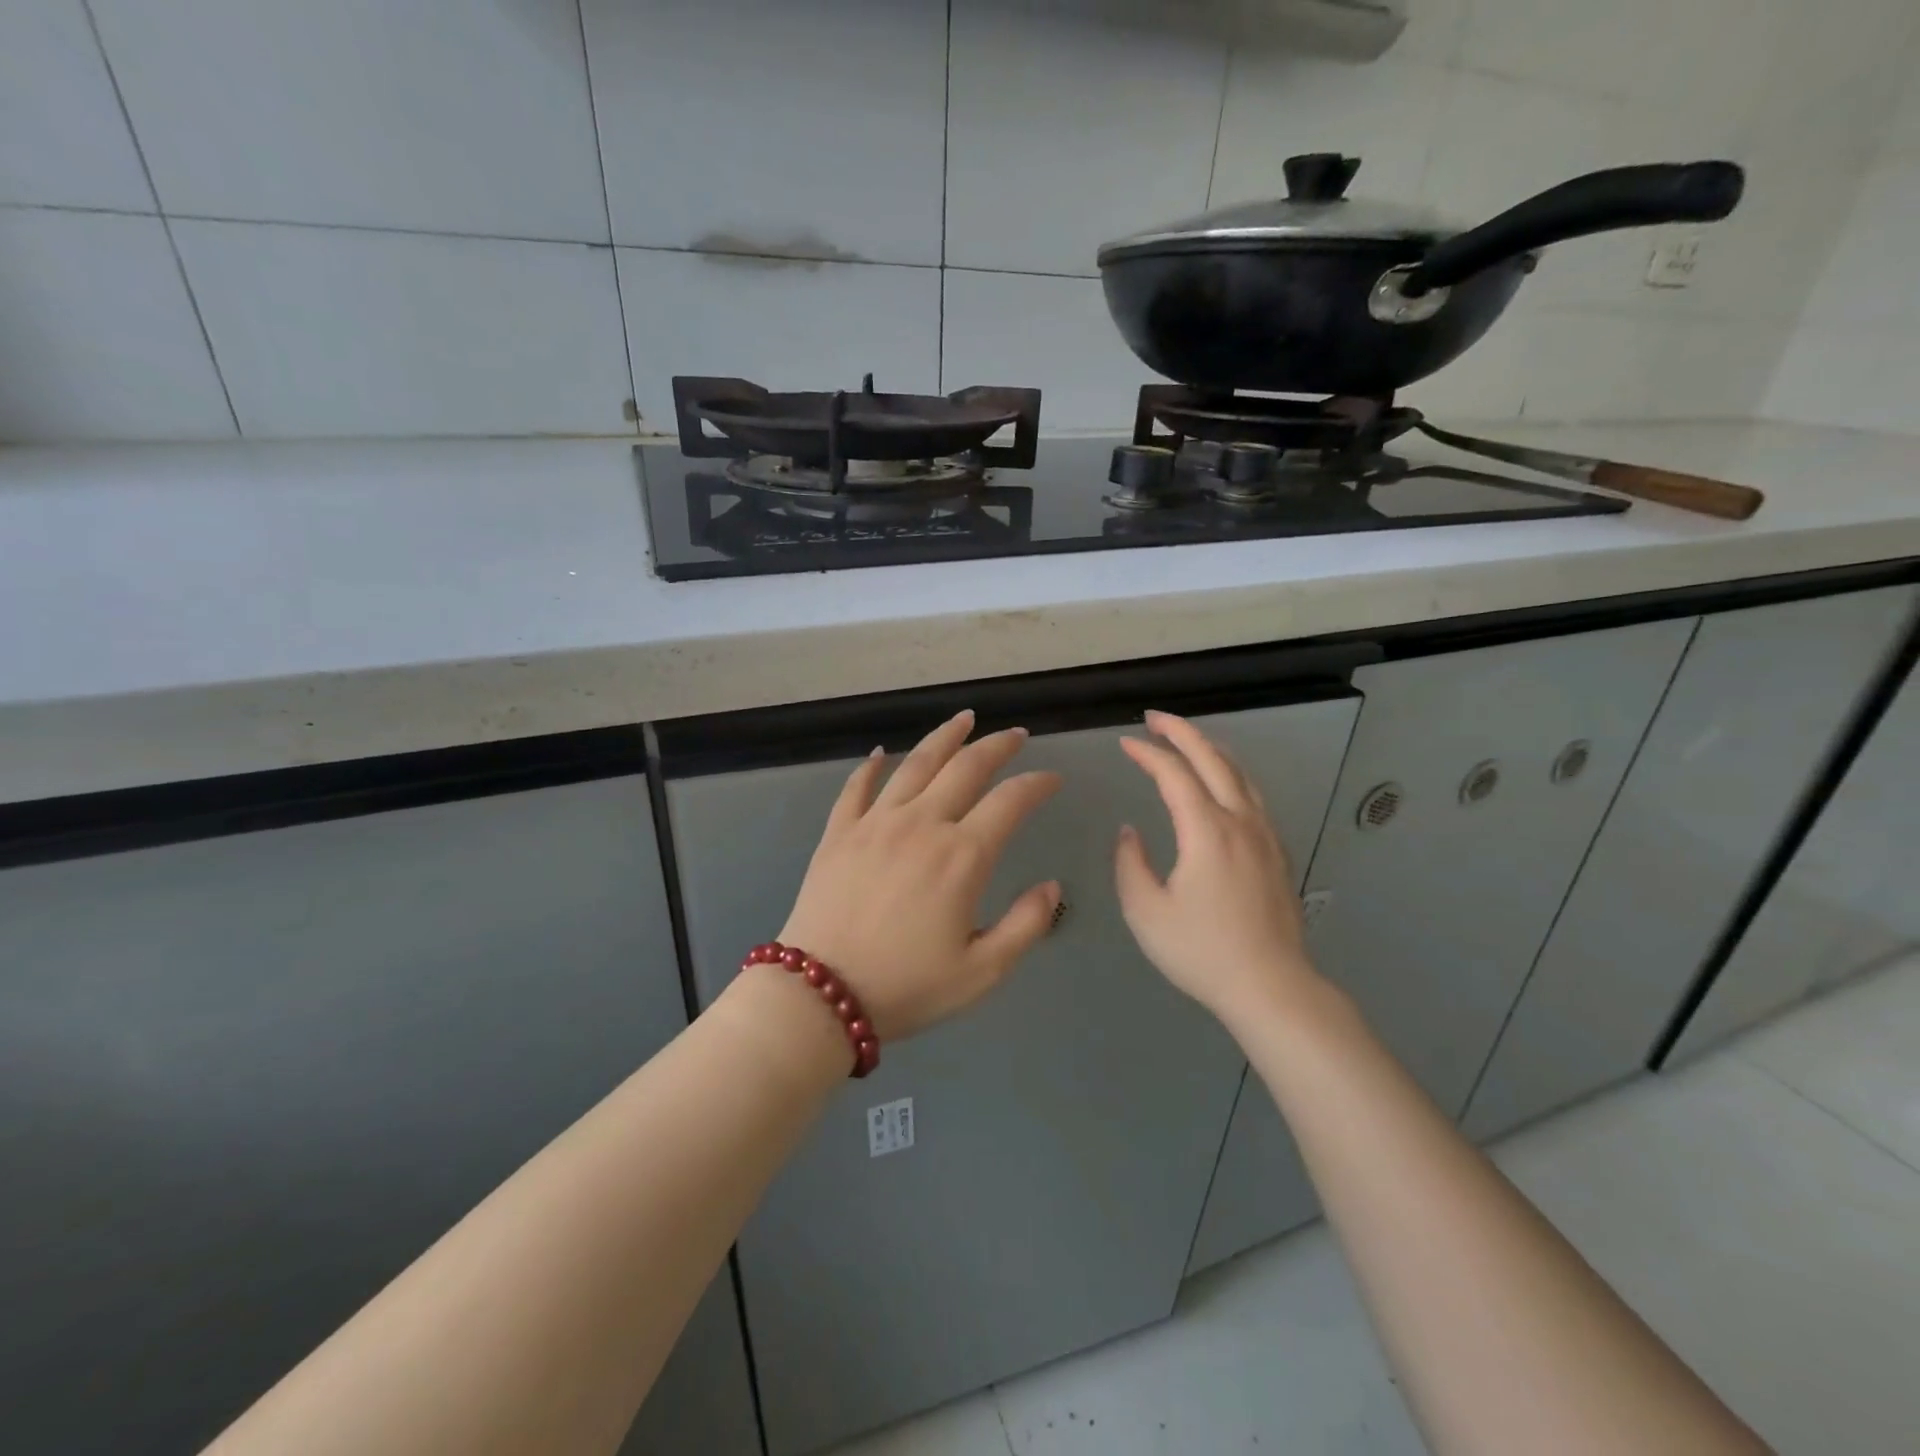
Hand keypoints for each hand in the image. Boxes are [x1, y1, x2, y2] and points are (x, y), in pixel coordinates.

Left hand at [777, 710, 1062, 1040]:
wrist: (820, 996)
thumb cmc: (907, 987)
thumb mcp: (982, 971)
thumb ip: (1026, 924)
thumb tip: (1052, 886)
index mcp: (962, 856)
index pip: (1010, 801)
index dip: (1037, 784)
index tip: (1053, 779)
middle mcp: (921, 824)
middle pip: (965, 768)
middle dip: (996, 746)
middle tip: (1015, 734)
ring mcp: (875, 823)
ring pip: (915, 764)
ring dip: (943, 737)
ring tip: (963, 719)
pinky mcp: (839, 833)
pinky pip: (856, 787)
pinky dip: (871, 766)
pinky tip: (880, 754)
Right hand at [1114, 710, 1325, 1026]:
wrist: (1271, 987)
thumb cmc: (1202, 952)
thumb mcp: (1146, 912)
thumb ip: (1130, 864)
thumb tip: (1131, 832)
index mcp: (1206, 831)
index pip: (1174, 774)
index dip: (1148, 753)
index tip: (1124, 743)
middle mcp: (1240, 821)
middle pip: (1213, 759)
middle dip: (1182, 732)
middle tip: (1154, 719)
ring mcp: (1265, 835)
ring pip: (1240, 774)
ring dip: (1211, 749)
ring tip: (1188, 740)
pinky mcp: (1277, 852)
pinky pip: (1253, 795)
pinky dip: (1231, 773)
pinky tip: (1223, 783)